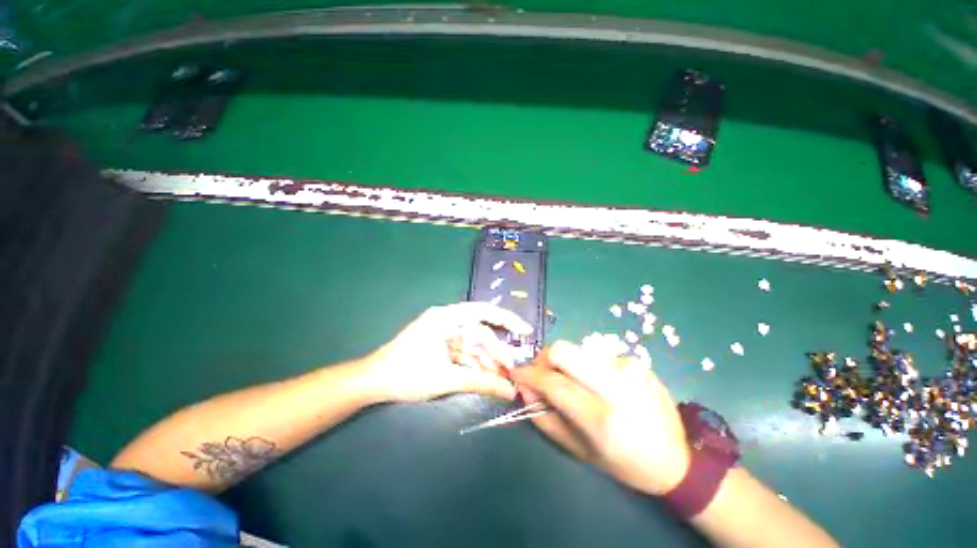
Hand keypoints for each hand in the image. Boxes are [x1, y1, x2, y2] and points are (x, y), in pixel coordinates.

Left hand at [363, 302, 532, 402]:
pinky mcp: (440, 346)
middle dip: (496, 352)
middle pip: (480, 333)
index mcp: (447, 317)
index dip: (507, 320)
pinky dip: (475, 364)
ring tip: (503, 379)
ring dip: (487, 361)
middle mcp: (447, 321)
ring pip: (473, 345)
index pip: (483, 311)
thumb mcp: (446, 378)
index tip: (525, 331)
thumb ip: (480, 382)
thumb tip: (510, 391)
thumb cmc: (406, 375)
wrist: (372, 383)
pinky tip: (487, 378)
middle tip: (512, 371)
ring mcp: (443, 334)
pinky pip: (463, 353)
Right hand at [511, 341, 689, 495]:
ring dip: (566, 365)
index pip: (552, 382)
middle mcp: (616, 384)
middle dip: (543, 359)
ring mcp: (629, 367)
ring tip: (573, 384)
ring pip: (578, 350)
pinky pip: (597, 356)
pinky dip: (588, 367)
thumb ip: (545, 418)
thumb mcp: (579, 451)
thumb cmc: (624, 463)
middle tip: (541, 374)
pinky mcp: (637, 361)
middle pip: (563, 350)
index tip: (516, 375)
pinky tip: (599, 385)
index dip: (528, 375)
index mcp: (601, 417)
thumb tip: (524, 389)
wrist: (678, 459)